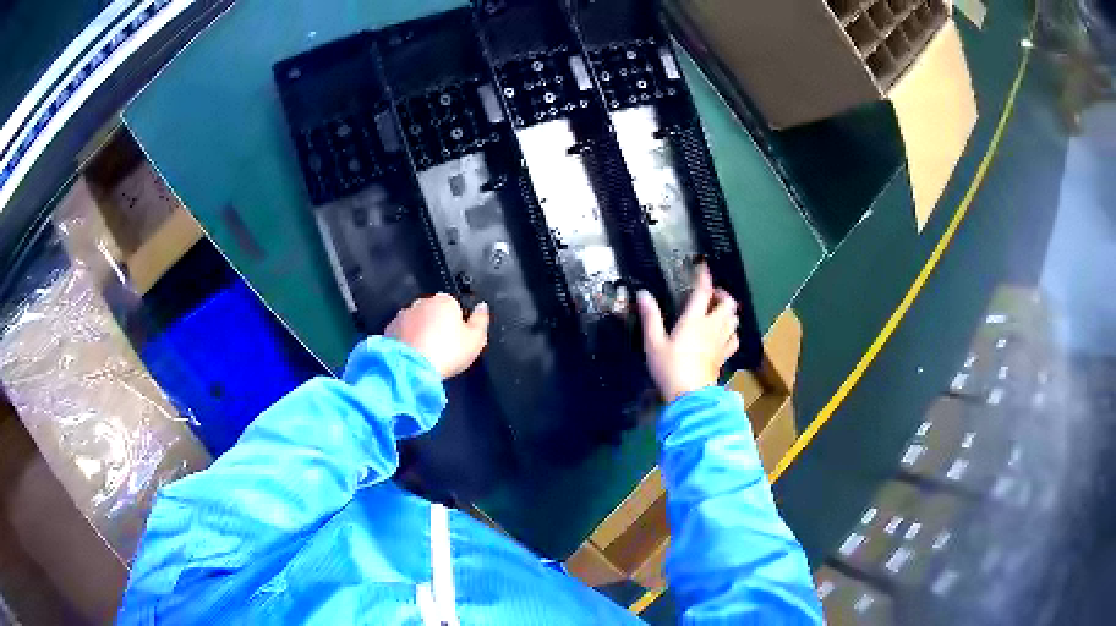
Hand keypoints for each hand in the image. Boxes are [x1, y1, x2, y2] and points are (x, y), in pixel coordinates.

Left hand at [385, 294, 489, 378]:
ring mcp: (403, 315)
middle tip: (441, 347)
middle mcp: (421, 302)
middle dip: (436, 324)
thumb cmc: (447, 352)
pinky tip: (412, 355)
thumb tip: (482, 306)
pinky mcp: (389, 329)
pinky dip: (406, 340)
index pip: (453, 306)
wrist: (411, 368)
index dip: (456, 322)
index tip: (457, 339)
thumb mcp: (476, 339)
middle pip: (433, 311)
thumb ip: (481, 320)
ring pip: (415, 321)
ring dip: (419, 331)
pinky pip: (401, 332)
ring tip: (425, 353)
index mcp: (444, 300)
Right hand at [637, 264, 739, 402]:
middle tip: (712, 294)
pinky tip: (726, 334)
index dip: (705, 277)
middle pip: (727, 304)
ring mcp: (720, 342)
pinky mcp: (724, 356)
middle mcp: (711, 327)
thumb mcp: (653, 343)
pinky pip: (734, 339)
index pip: (703, 292)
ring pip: (733, 320)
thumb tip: (643, 293)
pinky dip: (732, 332)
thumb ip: (650, 317)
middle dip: (722, 295)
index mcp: (694, 320)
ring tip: (719, 311)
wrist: (689, 395)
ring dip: (728, 312)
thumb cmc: (669, 368)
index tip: (703, 267)